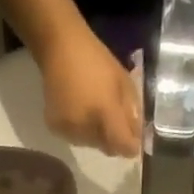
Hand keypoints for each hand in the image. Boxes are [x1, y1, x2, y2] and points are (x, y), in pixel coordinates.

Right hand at [33, 25, 141, 157]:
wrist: (59, 46)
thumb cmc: (96, 59)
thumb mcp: (123, 81)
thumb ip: (132, 112)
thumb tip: (137, 137)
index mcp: (105, 112)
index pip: (123, 146)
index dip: (131, 147)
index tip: (135, 141)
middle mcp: (86, 127)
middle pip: (108, 148)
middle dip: (114, 139)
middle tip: (113, 120)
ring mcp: (68, 129)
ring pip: (92, 145)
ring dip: (97, 135)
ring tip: (94, 113)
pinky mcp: (55, 128)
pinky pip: (76, 139)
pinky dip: (81, 131)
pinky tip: (80, 112)